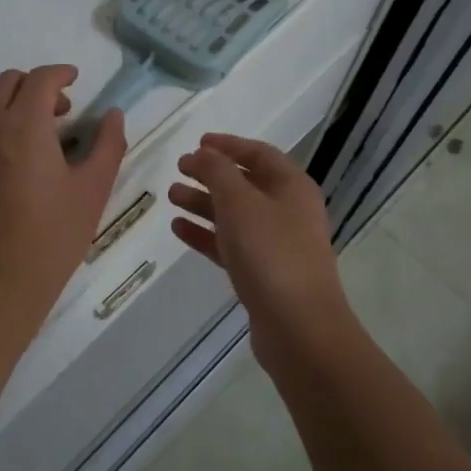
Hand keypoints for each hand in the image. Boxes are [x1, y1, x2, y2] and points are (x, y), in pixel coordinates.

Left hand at [0, 65, 126, 319]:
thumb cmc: (53, 236)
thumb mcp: (93, 189)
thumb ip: (108, 144)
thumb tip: (114, 116)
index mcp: (23, 127)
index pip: (39, 79)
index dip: (60, 73)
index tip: (75, 80)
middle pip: (8, 82)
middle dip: (36, 85)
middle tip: (61, 111)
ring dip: (10, 101)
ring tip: (33, 130)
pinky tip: (10, 156)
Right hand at [169, 134, 349, 344]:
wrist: (299, 327)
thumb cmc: (271, 253)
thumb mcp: (240, 202)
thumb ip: (217, 172)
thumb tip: (202, 154)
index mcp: (292, 186)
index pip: (258, 154)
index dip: (228, 145)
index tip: (197, 143)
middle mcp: (288, 211)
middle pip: (245, 183)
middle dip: (211, 175)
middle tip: (178, 169)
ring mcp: (277, 244)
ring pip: (235, 214)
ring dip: (203, 203)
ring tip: (171, 196)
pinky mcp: (263, 273)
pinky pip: (230, 244)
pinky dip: (206, 234)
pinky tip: (178, 228)